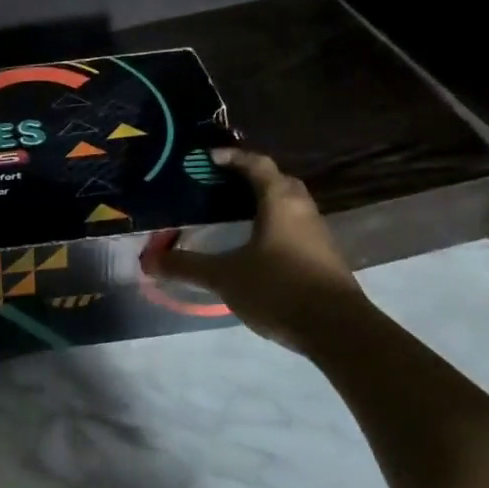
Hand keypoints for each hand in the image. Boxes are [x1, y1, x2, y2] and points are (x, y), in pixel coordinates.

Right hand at [141, 148, 369, 352]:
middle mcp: (302, 209)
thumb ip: (187, 266)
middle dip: (251, 177)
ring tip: (236, 213)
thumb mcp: (225, 277)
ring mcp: (318, 233)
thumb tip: (148, 260)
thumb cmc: (279, 288)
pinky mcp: (325, 257)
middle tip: (222, 183)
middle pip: (278, 180)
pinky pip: (296, 227)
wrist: (340, 330)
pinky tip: (258, 246)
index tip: (209, 158)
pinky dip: (276, 225)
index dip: (233, 157)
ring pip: (290, 205)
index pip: (257, 164)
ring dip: (266, 202)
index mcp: (279, 201)